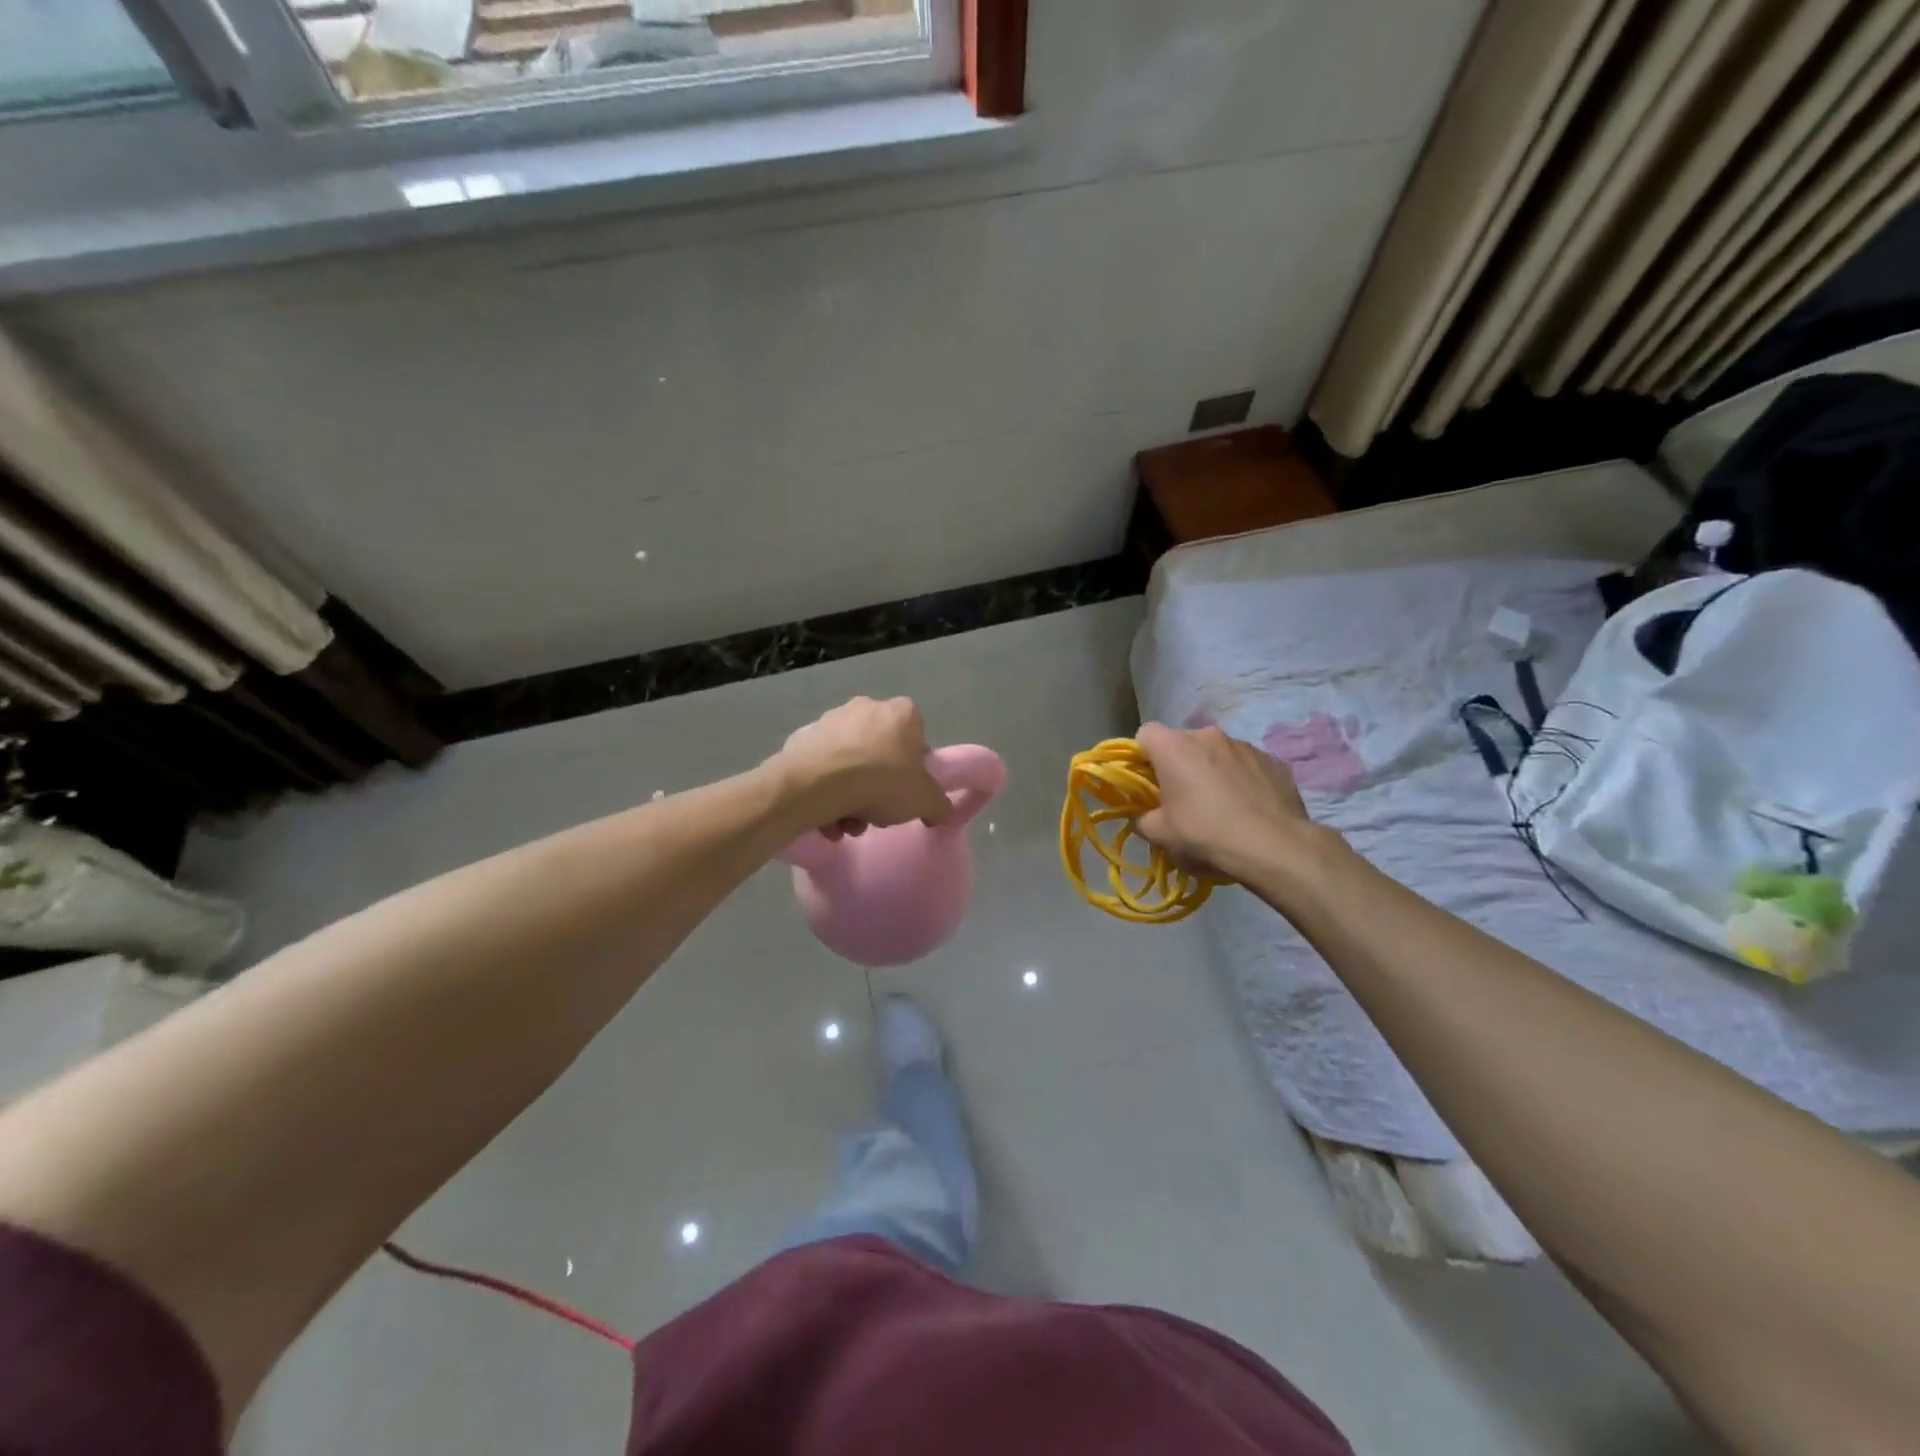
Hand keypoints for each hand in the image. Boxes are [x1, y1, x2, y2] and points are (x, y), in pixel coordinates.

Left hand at [772, 697, 954, 837]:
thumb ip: (939, 805)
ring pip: (850, 762)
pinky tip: (824, 815)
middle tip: (874, 814)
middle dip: (878, 785)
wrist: (818, 783)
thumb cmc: (882, 782)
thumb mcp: (925, 801)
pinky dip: (825, 789)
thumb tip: (939, 811)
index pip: (917, 739)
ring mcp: (831, 719)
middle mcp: (867, 706)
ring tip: (845, 824)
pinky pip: (822, 767)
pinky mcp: (802, 736)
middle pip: (880, 753)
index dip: (913, 770)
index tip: (905, 794)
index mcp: (902, 713)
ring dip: (850, 794)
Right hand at [1133, 722, 1326, 883]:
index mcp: (1174, 746)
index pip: (1146, 734)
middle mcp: (1208, 735)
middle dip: (1178, 765)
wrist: (1275, 848)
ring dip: (1211, 771)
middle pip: (1182, 743)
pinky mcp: (1273, 760)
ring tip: (1221, 807)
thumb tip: (1144, 813)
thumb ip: (1141, 817)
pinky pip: (1246, 765)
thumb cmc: (1206, 835)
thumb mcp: (1159, 835)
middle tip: (1183, 800)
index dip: (1142, 757)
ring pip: (1216, 753)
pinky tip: (1248, 808)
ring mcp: (1245, 745)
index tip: (1149, 784)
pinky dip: (1241, 780)